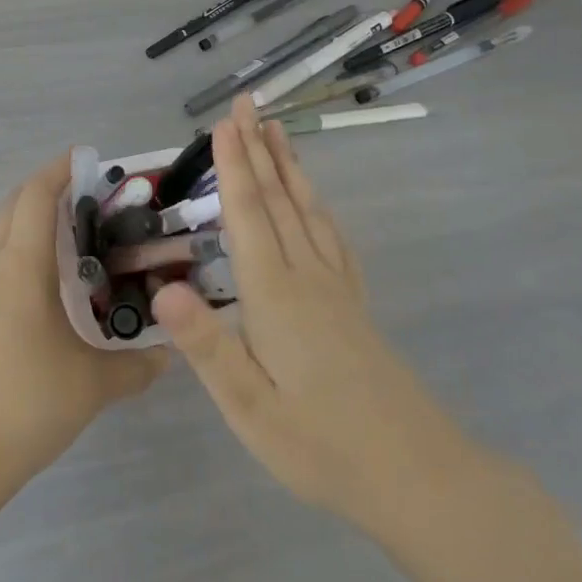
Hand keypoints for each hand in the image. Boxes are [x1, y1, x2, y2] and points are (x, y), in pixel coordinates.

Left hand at [0, 155, 166, 494]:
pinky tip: (40, 295)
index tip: (84, 158)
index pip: (36, 196)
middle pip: (12, 207)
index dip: (58, 170)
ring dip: (28, 227)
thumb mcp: (91, 386)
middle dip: (43, 191)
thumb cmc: (26, 403)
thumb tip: (168, 356)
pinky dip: (15, 259)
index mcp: (20, 266)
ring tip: (70, 246)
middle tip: (84, 197)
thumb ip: (135, 367)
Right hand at [150, 96, 485, 541]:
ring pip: (307, 210)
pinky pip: (331, 236)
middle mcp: (307, 276)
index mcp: (275, 294)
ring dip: (288, 166)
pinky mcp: (354, 304)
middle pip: (278, 199)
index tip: (223, 123)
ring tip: (277, 130)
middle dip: (258, 149)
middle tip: (246, 104)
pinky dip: (316, 204)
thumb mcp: (251, 408)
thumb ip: (207, 347)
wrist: (419, 477)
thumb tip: (162, 289)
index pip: (248, 215)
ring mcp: (336, 288)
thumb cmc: (323, 446)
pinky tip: (314, 201)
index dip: (233, 167)